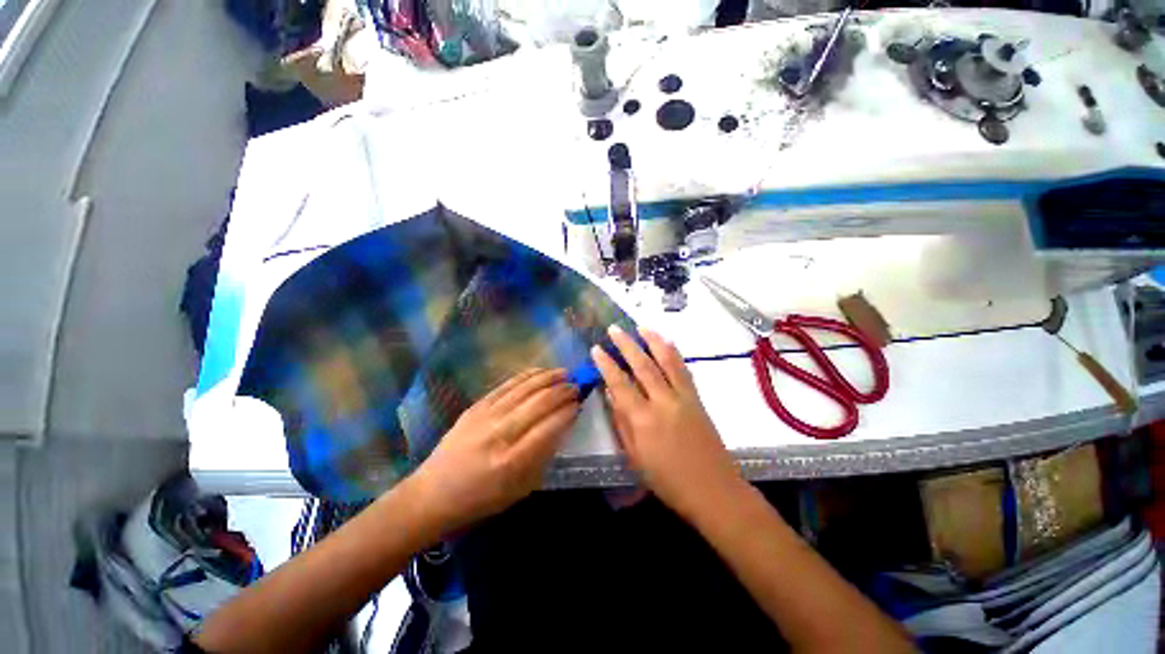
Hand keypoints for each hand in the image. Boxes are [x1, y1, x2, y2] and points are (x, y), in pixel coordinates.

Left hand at [408, 369, 579, 532]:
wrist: (433, 494)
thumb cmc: (481, 499)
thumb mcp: (520, 489)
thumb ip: (543, 456)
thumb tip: (561, 425)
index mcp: (513, 461)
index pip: (550, 427)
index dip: (568, 412)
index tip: (580, 404)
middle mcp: (500, 433)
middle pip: (540, 402)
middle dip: (563, 391)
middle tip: (577, 387)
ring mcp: (486, 416)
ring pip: (525, 388)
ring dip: (549, 378)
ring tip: (565, 374)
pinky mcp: (476, 406)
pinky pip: (507, 385)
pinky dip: (527, 376)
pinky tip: (540, 372)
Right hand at [591, 325, 739, 518]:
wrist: (713, 490)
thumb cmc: (667, 480)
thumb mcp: (634, 457)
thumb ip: (621, 422)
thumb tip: (610, 393)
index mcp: (643, 420)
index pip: (620, 384)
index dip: (606, 364)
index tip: (596, 348)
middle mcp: (663, 402)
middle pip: (643, 365)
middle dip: (626, 344)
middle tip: (614, 328)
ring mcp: (683, 398)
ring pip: (667, 361)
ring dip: (653, 341)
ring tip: (641, 327)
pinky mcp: (697, 399)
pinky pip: (684, 370)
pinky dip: (674, 353)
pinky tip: (668, 343)